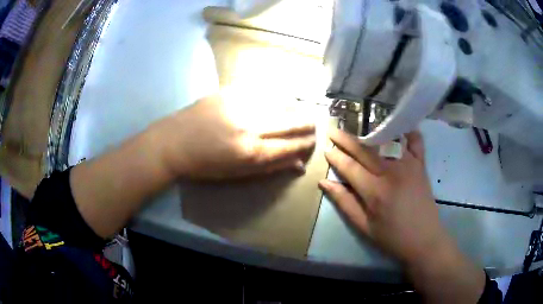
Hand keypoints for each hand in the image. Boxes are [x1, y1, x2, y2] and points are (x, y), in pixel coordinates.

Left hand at [154, 95, 315, 179]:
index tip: (314, 140)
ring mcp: (240, 106)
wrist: (172, 143)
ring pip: (280, 103)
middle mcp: (251, 127)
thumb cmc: (204, 165)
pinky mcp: (230, 92)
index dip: (306, 143)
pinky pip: (261, 90)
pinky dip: (275, 95)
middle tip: (314, 123)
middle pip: (290, 122)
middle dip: (307, 123)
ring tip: (301, 110)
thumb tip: (299, 164)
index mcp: (252, 153)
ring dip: (295, 107)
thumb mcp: (237, 174)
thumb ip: (270, 167)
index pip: (291, 146)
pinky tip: (280, 97)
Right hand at [318, 129, 445, 263]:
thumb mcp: (364, 226)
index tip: (326, 149)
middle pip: (365, 149)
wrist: (424, 240)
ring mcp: (409, 165)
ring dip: (370, 133)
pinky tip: (399, 128)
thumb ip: (344, 203)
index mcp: (375, 191)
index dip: (336, 157)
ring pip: (387, 141)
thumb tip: (324, 183)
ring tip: (359, 129)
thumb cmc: (393, 237)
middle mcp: (391, 172)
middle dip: (346, 139)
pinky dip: (407, 132)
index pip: (350, 167)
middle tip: (334, 131)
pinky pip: (415, 141)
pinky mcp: (421, 165)